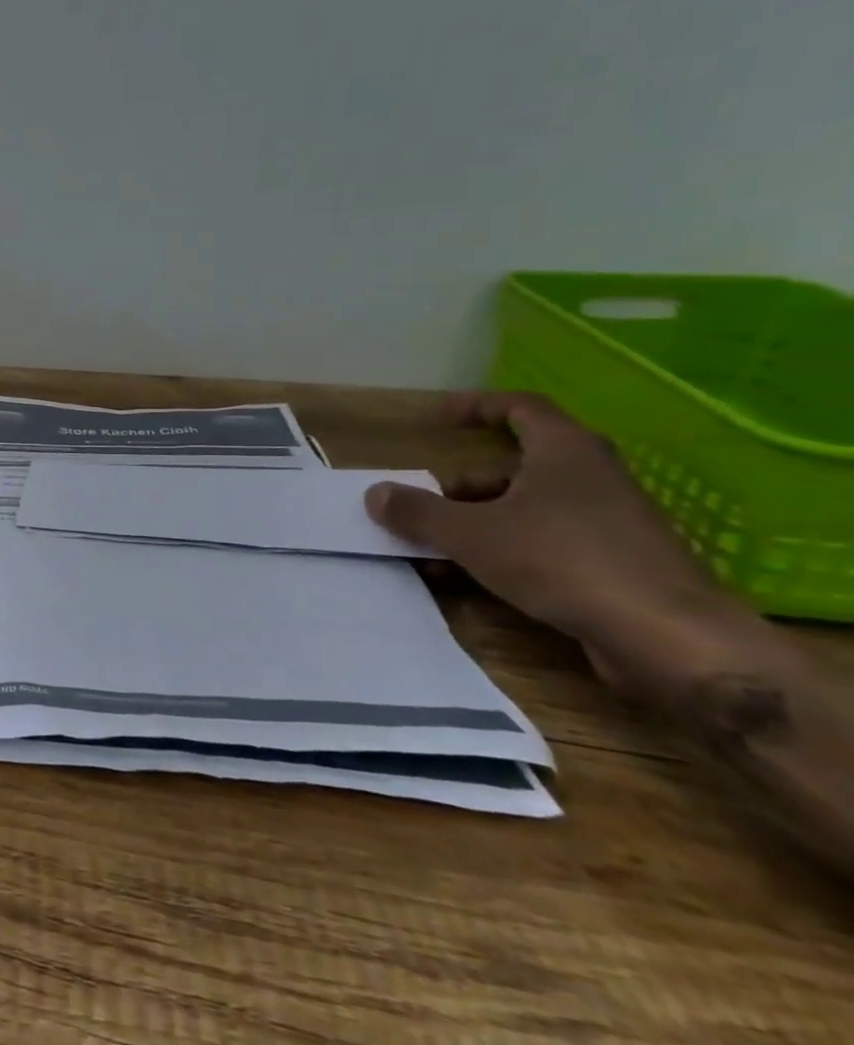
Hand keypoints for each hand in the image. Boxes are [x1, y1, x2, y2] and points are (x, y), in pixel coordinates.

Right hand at [364, 392, 763, 685]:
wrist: (669, 637)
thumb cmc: (562, 561)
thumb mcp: (471, 534)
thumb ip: (418, 512)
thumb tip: (375, 494)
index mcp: (565, 451)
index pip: (521, 407)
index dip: (477, 407)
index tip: (439, 418)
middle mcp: (592, 476)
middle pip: (517, 464)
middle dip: (465, 483)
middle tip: (427, 503)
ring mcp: (611, 520)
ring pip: (530, 506)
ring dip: (480, 520)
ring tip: (438, 548)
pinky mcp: (618, 562)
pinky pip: (548, 540)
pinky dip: (508, 549)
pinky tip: (475, 578)